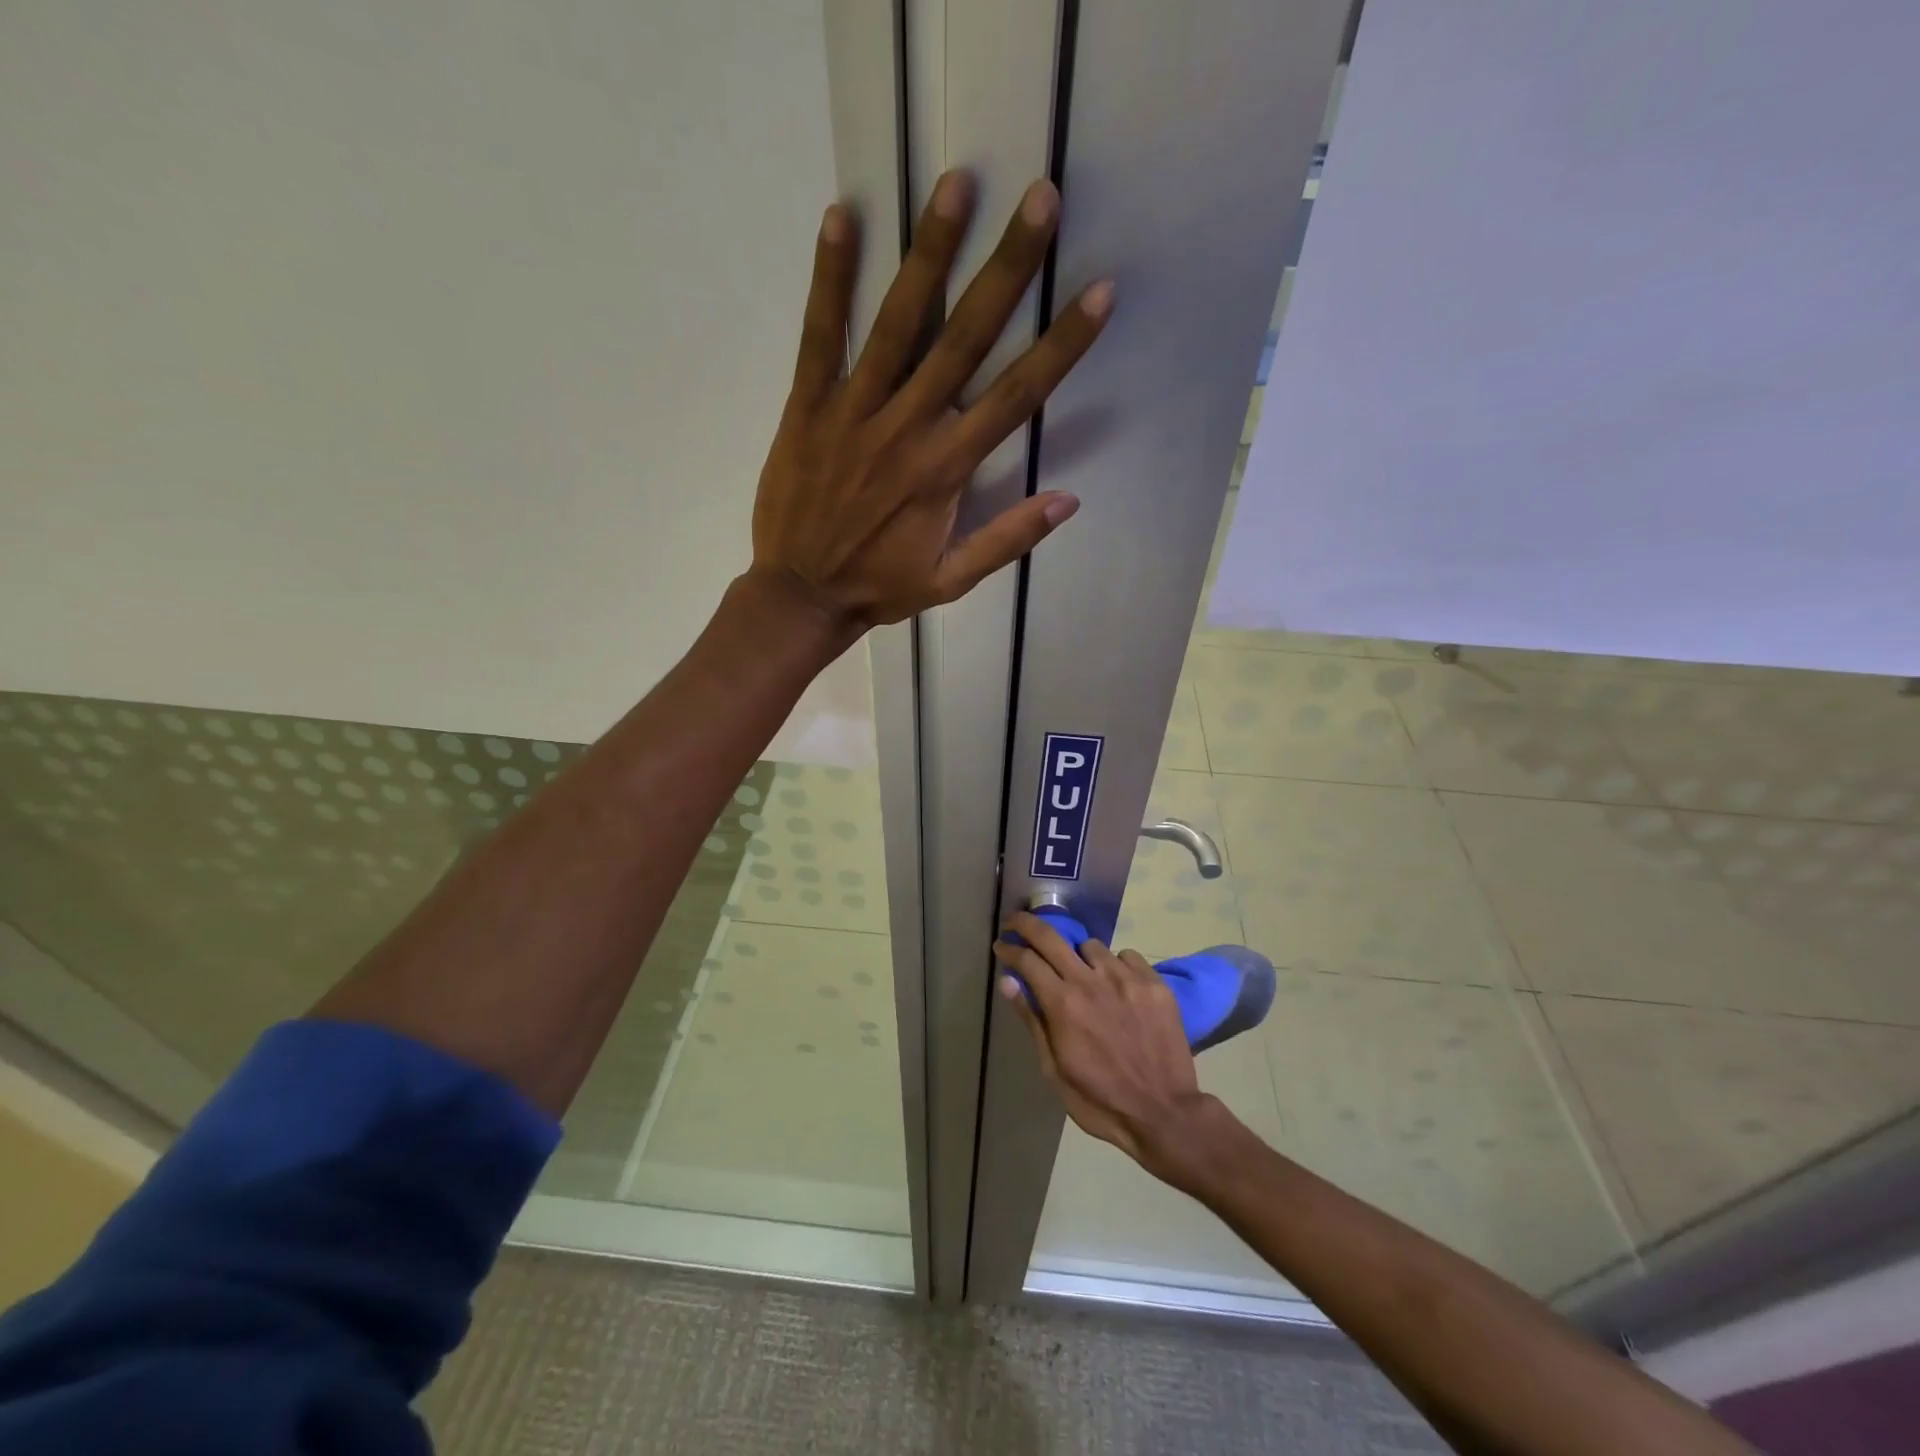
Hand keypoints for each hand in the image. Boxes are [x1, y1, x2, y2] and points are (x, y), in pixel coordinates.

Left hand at [750, 170, 1112, 629]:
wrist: (800, 595)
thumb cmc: (880, 587)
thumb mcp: (952, 580)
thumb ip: (1008, 539)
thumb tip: (1069, 499)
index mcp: (946, 469)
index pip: (1016, 396)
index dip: (1061, 345)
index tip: (1097, 293)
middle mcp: (906, 428)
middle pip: (964, 339)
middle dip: (1006, 269)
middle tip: (1039, 200)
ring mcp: (853, 411)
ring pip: (897, 324)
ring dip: (928, 252)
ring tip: (955, 185)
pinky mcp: (807, 405)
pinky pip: (820, 336)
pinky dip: (830, 279)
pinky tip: (841, 218)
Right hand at [993, 911, 1209, 1172]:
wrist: (1164, 1114)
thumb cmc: (1100, 1100)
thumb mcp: (1055, 1070)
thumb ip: (1032, 1021)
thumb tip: (1008, 981)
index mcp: (1063, 1005)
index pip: (1026, 959)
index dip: (1009, 948)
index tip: (1001, 946)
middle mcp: (1091, 981)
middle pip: (1051, 936)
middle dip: (1027, 924)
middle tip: (1017, 924)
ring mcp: (1126, 978)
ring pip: (1091, 946)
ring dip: (1079, 956)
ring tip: (1083, 975)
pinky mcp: (1154, 983)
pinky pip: (1127, 956)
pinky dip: (1116, 966)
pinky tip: (1118, 987)